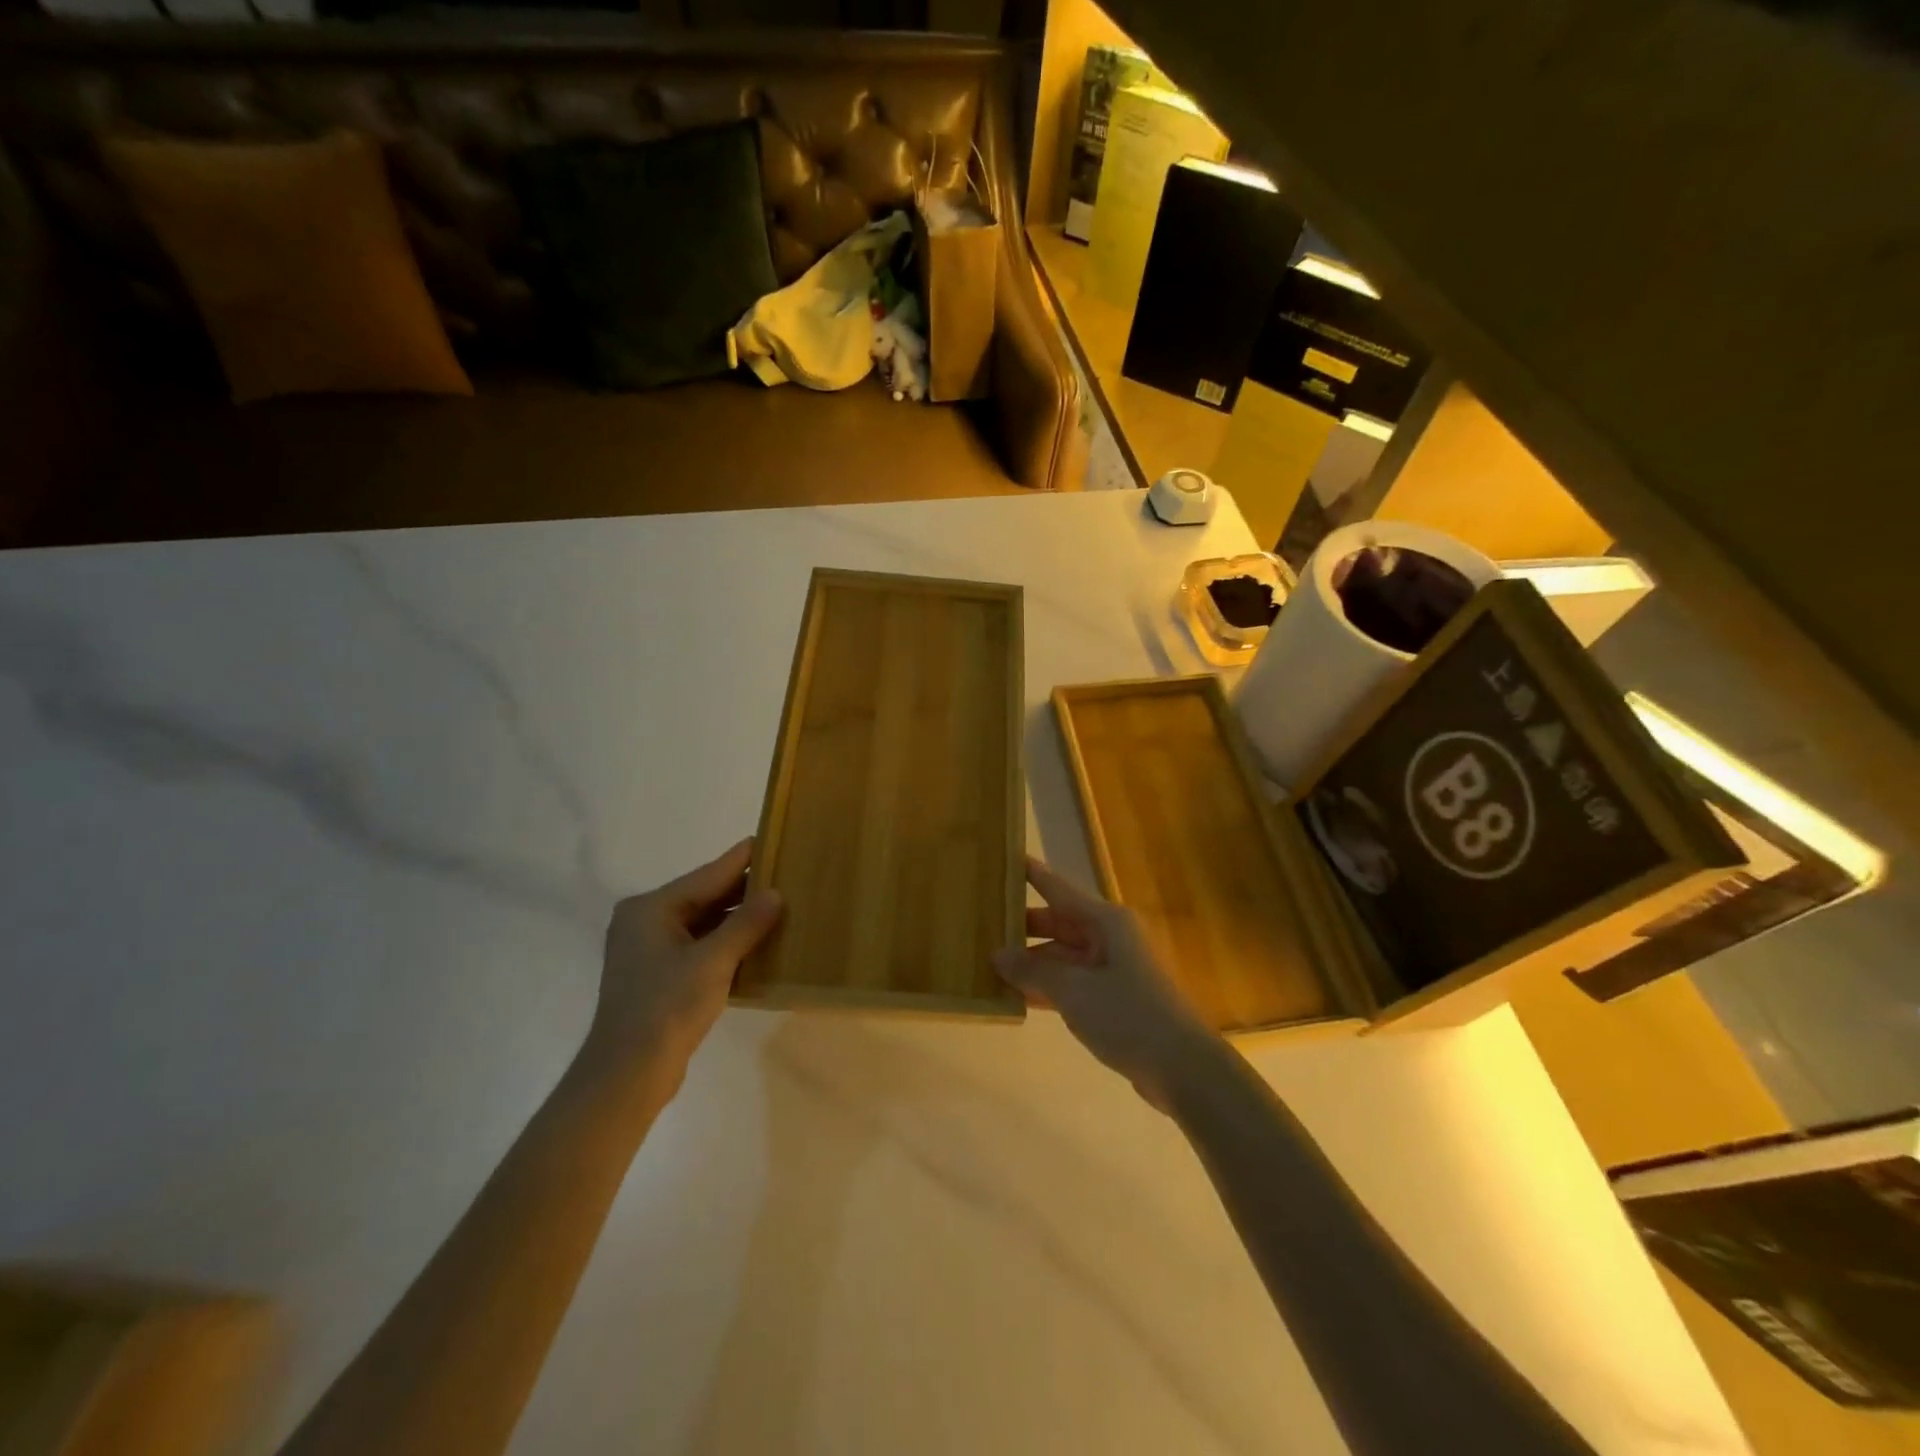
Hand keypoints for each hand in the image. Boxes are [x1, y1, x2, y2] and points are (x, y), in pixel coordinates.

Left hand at [582, 838, 782, 1097]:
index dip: (741, 859)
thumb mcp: (713, 961)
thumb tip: (775, 893)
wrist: (627, 1074)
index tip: (769, 838)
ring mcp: (650, 951)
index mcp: (650, 908)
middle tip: (784, 874)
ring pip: (703, 923)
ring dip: (737, 919)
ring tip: (779, 906)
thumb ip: (746, 924)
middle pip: (704, 897)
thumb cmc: (667, 1007)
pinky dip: (726, 943)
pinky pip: (699, 946)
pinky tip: (757, 943)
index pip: (707, 875)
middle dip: (743, 890)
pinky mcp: (658, 976)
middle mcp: (645, 922)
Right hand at [994, 856, 1221, 1107]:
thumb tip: (997, 954)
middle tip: (982, 925)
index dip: (1032, 875)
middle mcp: (1110, 938)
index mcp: (1106, 922)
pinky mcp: (1115, 999)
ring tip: (989, 963)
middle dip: (1023, 927)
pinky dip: (1048, 987)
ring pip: (1063, 956)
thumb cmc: (1129, 1015)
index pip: (1059, 890)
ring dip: (1032, 962)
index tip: (1006, 858)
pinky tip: (1017, 996)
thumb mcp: (1074, 990)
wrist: (1184, 1068)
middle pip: (1059, 924)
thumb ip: (1033, 970)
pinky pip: (1073, 982)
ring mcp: (1113, 969)